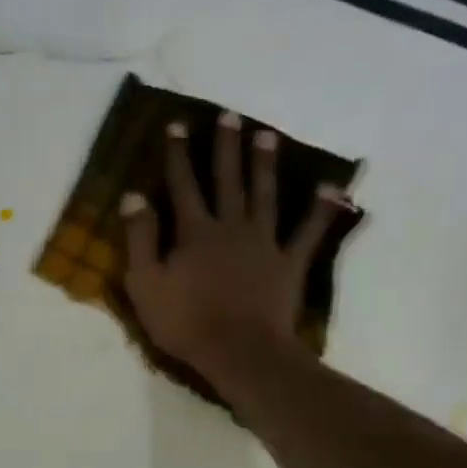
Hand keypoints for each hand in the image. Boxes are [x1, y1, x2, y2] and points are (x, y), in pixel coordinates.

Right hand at [122, 111, 351, 395]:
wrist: (239, 351)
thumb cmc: (185, 322)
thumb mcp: (145, 283)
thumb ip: (139, 239)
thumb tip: (133, 197)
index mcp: (194, 232)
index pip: (183, 185)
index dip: (178, 155)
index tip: (177, 125)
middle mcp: (231, 226)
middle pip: (227, 180)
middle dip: (225, 147)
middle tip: (229, 116)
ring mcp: (264, 243)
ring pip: (265, 195)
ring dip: (264, 165)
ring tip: (266, 136)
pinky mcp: (289, 263)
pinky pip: (308, 232)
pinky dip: (321, 210)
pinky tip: (333, 189)